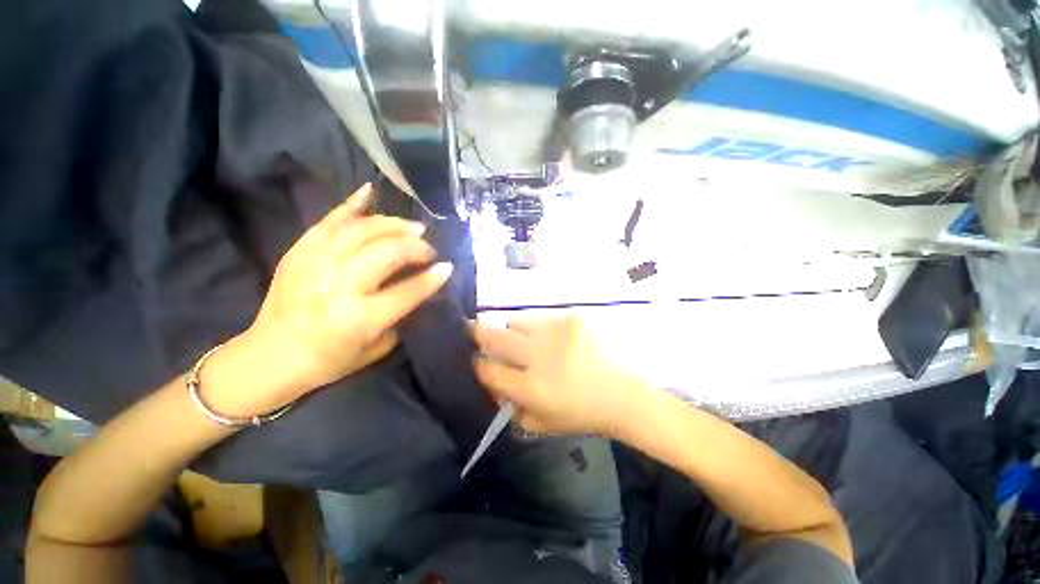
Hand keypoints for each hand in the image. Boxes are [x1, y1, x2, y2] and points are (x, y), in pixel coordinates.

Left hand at [205, 184, 451, 416]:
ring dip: (394, 225)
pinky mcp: (299, 252)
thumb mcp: (376, 349)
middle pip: (387, 253)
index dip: (432, 277)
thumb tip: (419, 286)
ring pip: (362, 231)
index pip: (408, 291)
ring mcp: (315, 264)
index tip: (448, 267)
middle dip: (416, 247)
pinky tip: (370, 191)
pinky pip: (328, 221)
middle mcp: (338, 287)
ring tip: (413, 227)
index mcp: (359, 319)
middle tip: (429, 249)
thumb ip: (400, 316)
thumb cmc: (329, 361)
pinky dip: (351, 205)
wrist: (269, 357)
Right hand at [470, 316, 640, 435]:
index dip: (476, 362)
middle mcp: (540, 356)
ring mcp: (557, 332)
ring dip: (512, 330)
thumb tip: (491, 383)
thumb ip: (509, 406)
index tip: (473, 358)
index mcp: (532, 388)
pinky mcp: (571, 318)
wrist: (620, 393)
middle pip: (495, 336)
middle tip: (471, 329)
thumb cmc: (579, 413)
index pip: (488, 369)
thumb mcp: (540, 423)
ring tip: (522, 338)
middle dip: (477, 332)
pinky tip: (550, 338)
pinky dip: (538, 327)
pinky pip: (541, 317)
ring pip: (516, 320)